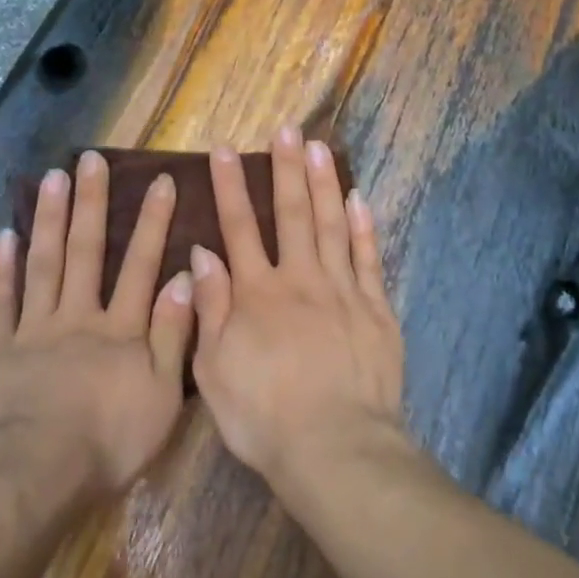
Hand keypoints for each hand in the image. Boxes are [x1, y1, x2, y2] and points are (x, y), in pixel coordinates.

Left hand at [0, 151, 194, 515]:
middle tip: (91, 160)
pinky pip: (1, 302)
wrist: (30, 475)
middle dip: (92, 204)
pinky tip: (5, 235)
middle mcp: (79, 317)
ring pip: (45, 265)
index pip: (141, 265)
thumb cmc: (106, 443)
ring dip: (50, 220)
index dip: (153, 222)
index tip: (159, 180)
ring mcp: (35, 330)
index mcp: (121, 330)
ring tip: (53, 178)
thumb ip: (173, 334)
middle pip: (87, 252)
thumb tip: (186, 277)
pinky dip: (2, 269)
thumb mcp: (161, 395)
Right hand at [190, 125, 405, 494]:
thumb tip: (202, 254)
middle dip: (286, 168)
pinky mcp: (376, 308)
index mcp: (257, 293)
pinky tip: (358, 198)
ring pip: (332, 224)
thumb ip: (209, 308)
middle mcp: (300, 279)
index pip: (240, 228)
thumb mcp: (214, 369)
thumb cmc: (263, 416)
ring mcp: (342, 290)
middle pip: (292, 213)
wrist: (334, 447)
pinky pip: (369, 258)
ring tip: (319, 147)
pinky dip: (363, 226)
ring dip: (324, 183)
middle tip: (286, 130)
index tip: (224, 150)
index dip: (230, 187)